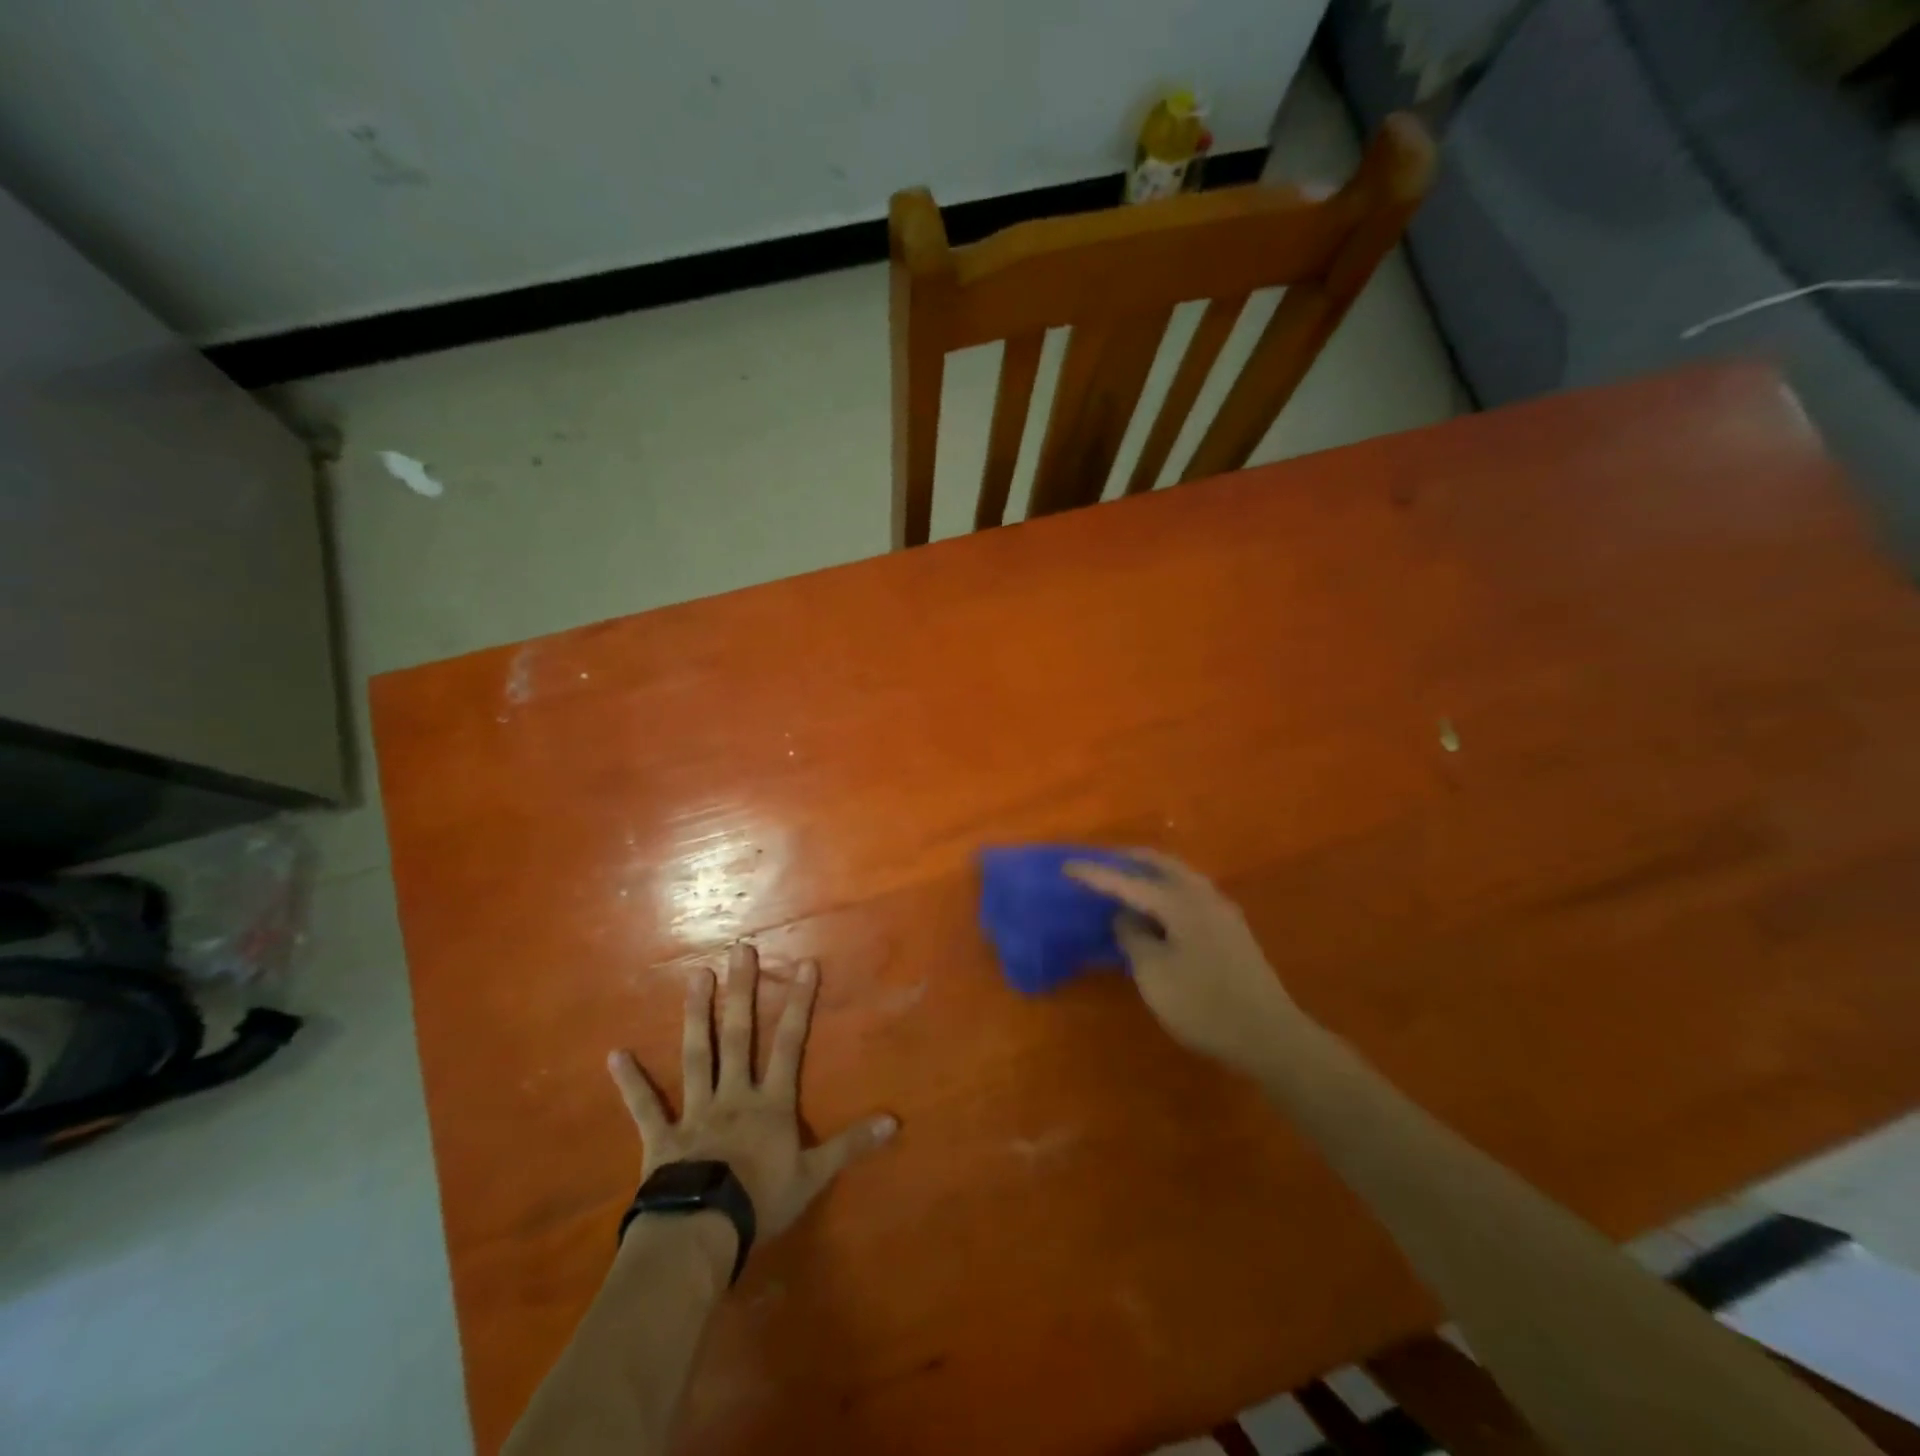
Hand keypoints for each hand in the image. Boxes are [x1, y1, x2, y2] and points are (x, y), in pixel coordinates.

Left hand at [608, 943, 897, 1241]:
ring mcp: (694, 1111)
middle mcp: (733, 1094)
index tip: (805, 965)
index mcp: (770, 1102)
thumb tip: (895, 1121)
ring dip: (697, 1015)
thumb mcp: (813, 1176)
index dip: (799, 1003)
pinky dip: (631, 1082)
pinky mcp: (662, 1136)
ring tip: (696, 976)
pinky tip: (615, 1055)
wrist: (702, 1235)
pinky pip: (644, 1106)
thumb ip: (850, 1145)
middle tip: (740, 951)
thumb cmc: (761, 1203)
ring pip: (696, 1055)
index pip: (790, 1044)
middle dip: (742, 992)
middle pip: (739, 1036)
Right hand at [1066, 850, 1306, 1074]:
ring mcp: (1222, 912)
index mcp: (1180, 902)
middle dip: (1130, 860)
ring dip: (1153, 874)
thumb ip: (1133, 937)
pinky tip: (1161, 909)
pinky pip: (1191, 895)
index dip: (1095, 875)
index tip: (1067, 866)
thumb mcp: (1154, 973)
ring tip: (1129, 881)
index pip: (1128, 881)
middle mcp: (1203, 896)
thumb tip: (1125, 916)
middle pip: (1162, 865)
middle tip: (1103, 861)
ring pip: (1181, 878)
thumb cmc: (1203, 1004)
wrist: (1269, 1036)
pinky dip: (1169, 891)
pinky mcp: (1232, 932)